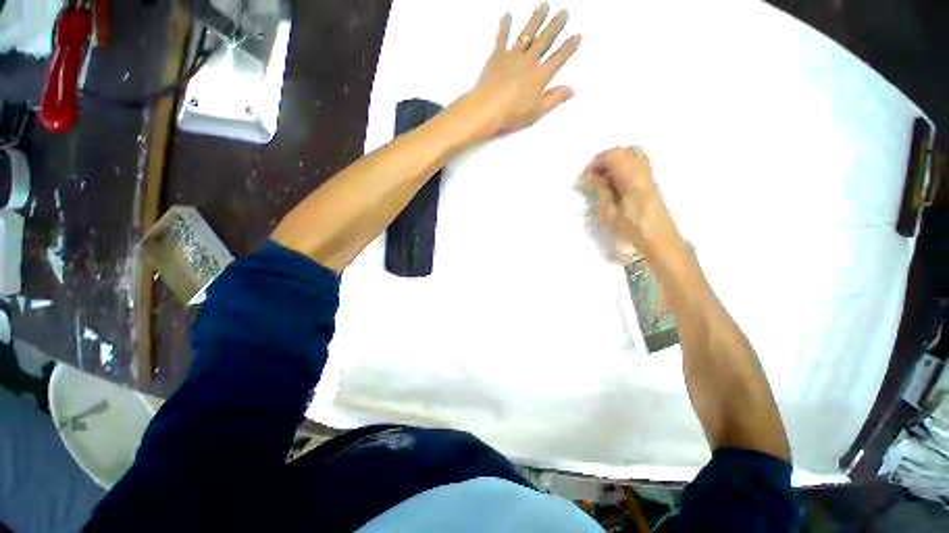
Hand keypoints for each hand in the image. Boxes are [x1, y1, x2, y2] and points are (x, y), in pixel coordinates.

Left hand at [455, 4, 580, 141]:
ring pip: (528, 33)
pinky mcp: (498, 55)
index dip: (569, 47)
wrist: (488, 109)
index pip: (559, 58)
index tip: (577, 35)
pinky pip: (502, 37)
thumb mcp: (537, 112)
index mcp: (541, 76)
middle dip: (556, 25)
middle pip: (546, 40)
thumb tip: (572, 90)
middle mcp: (530, 61)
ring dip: (537, 18)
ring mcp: (514, 56)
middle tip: (564, 11)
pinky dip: (505, 25)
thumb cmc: (513, 115)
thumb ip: (554, 99)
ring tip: (544, 5)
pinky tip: (507, 13)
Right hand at [579, 147, 680, 257]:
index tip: (584, 177)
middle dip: (605, 159)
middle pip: (624, 151)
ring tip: (603, 179)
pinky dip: (623, 167)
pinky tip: (615, 183)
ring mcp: (649, 175)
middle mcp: (643, 170)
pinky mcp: (650, 182)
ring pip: (632, 155)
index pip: (613, 155)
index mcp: (632, 177)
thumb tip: (590, 177)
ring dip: (615, 162)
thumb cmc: (631, 229)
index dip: (596, 162)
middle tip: (593, 175)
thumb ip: (600, 191)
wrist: (659, 239)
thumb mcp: (609, 213)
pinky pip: (636, 164)